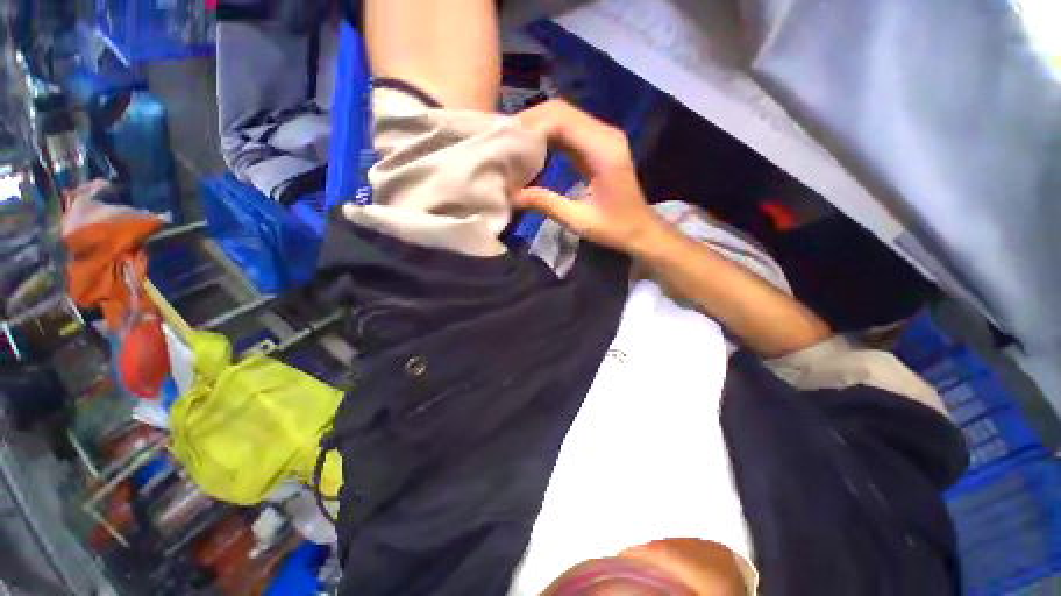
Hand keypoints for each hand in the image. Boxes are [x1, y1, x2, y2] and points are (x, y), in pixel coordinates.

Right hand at [514, 100, 664, 254]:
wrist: (641, 229)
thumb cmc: (615, 228)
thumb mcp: (579, 220)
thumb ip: (546, 204)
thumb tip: (511, 195)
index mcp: (603, 150)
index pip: (562, 120)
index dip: (531, 126)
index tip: (507, 142)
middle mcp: (605, 135)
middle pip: (561, 111)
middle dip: (530, 122)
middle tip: (505, 140)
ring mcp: (603, 137)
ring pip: (564, 116)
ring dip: (537, 126)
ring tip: (513, 144)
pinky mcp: (598, 145)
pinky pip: (569, 130)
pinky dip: (548, 135)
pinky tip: (531, 149)